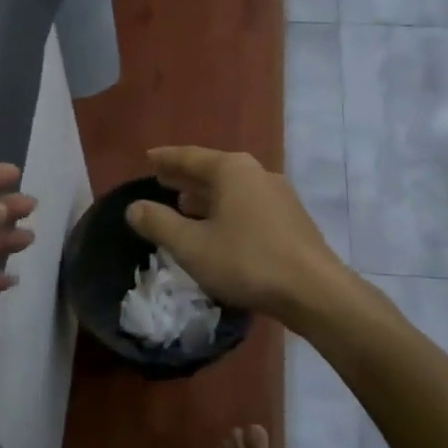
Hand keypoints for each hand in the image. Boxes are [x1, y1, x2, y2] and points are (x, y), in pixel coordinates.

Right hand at [124, 147, 345, 325]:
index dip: (166, 158)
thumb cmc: (246, 261)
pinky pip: (248, 206)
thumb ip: (159, 224)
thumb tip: (134, 207)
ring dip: (207, 195)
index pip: (190, 156)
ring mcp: (278, 196)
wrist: (313, 291)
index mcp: (232, 170)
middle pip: (213, 170)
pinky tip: (219, 228)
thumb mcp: (191, 245)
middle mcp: (257, 173)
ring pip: (233, 189)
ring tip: (184, 204)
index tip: (148, 157)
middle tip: (161, 179)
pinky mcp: (290, 220)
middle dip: (186, 176)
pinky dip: (226, 210)